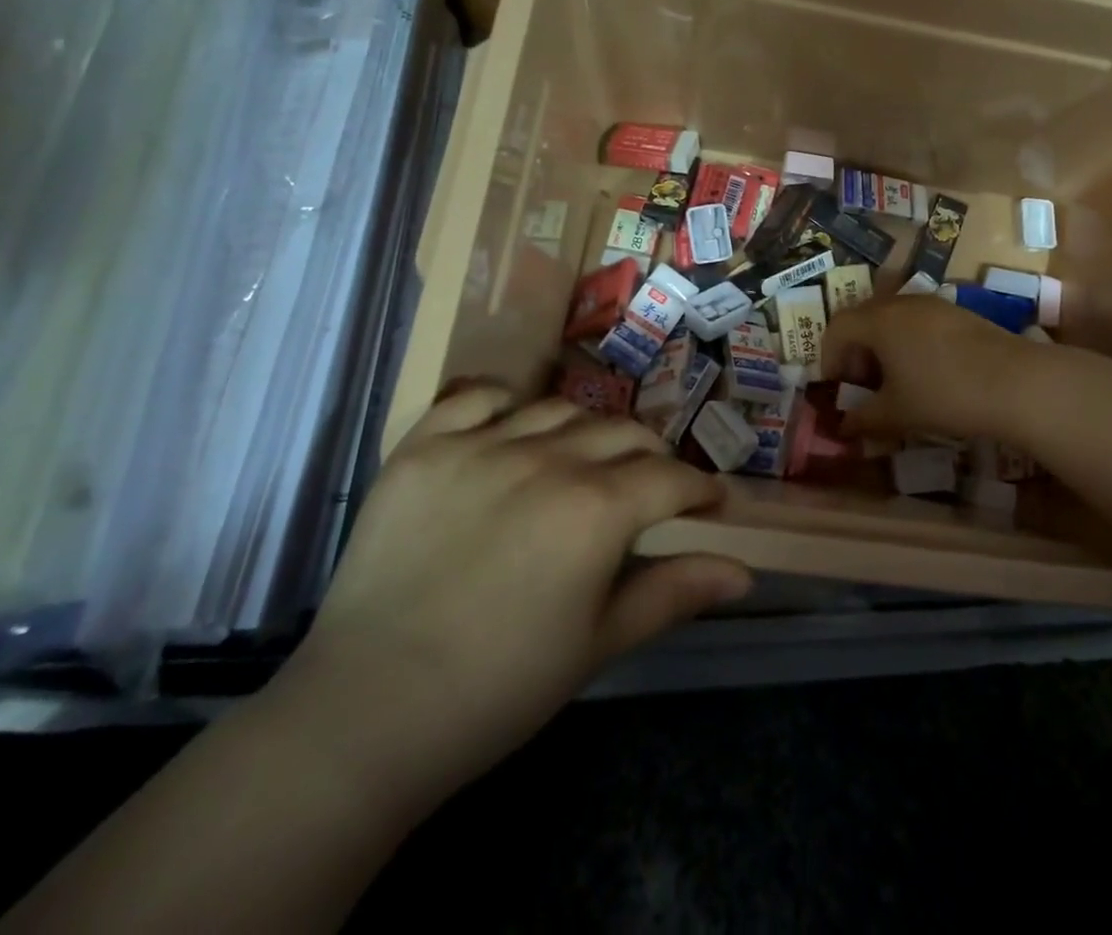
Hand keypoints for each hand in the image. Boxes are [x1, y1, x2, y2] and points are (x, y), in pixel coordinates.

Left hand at [266, 385, 751, 809]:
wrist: (367, 714)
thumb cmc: (498, 689)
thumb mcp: (598, 643)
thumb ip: (673, 592)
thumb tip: (744, 573)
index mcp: (597, 510)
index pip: (669, 478)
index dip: (697, 489)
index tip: (707, 504)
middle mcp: (548, 459)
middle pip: (622, 433)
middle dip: (650, 457)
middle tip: (649, 487)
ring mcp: (481, 446)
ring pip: (560, 409)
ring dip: (587, 430)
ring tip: (584, 460)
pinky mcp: (424, 447)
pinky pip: (477, 398)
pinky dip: (505, 404)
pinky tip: (511, 430)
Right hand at [820, 295, 1036, 443]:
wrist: (1016, 383)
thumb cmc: (944, 394)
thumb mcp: (897, 413)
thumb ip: (863, 418)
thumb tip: (844, 427)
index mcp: (878, 321)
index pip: (837, 327)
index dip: (829, 356)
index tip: (836, 387)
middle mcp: (901, 303)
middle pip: (863, 318)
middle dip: (855, 350)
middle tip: (862, 384)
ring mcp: (933, 304)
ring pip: (892, 318)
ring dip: (883, 346)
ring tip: (894, 381)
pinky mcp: (958, 313)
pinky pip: (918, 321)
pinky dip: (909, 342)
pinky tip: (926, 373)